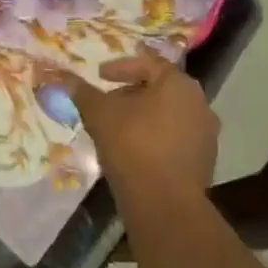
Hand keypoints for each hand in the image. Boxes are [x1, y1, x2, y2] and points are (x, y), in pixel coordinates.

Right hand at [68, 50, 219, 196]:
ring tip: (117, 128)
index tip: (100, 76)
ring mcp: (206, 135)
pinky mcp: (204, 162)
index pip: (148, 64)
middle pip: (160, 89)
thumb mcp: (99, 114)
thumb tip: (61, 77)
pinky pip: (175, 139)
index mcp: (179, 84)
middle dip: (131, 93)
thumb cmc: (133, 145)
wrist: (164, 203)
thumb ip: (82, 92)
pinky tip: (134, 151)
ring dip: (143, 117)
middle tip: (107, 102)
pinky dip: (155, 137)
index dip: (121, 68)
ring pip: (168, 115)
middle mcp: (200, 104)